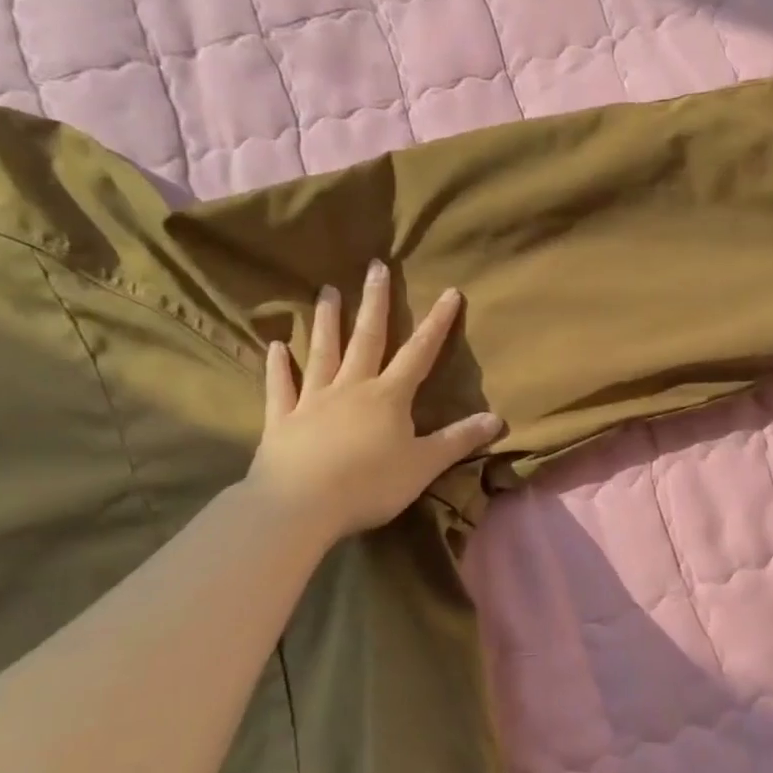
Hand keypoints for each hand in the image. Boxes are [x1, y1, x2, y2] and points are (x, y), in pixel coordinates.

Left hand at [246, 262, 502, 538]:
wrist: (301, 506)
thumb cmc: (369, 484)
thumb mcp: (424, 465)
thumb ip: (458, 440)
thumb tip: (497, 419)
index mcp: (388, 396)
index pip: (419, 352)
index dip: (437, 323)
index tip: (449, 292)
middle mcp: (351, 388)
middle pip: (367, 338)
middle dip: (375, 302)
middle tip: (375, 267)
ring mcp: (312, 401)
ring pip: (322, 353)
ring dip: (327, 322)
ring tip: (327, 292)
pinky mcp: (282, 421)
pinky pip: (280, 388)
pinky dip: (278, 367)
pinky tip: (274, 347)